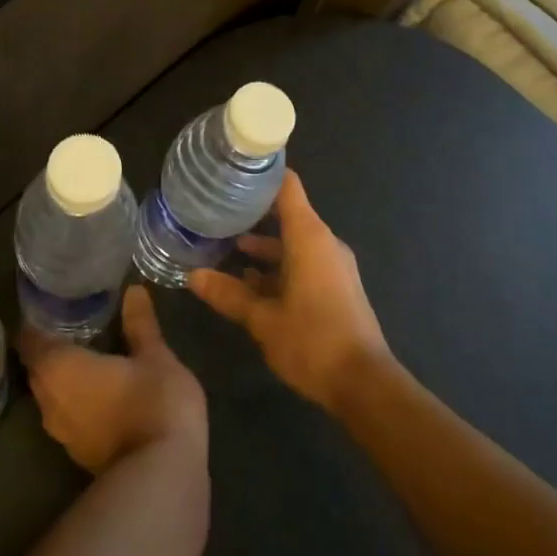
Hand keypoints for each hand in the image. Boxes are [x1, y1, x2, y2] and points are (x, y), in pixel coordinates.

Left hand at [17, 285, 206, 474]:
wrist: (163, 479)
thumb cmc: (154, 404)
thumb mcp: (155, 356)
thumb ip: (140, 324)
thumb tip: (133, 290)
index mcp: (59, 369)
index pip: (29, 340)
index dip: (36, 322)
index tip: (52, 306)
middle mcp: (49, 401)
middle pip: (38, 368)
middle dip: (51, 348)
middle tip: (74, 324)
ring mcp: (62, 434)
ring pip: (52, 395)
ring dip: (64, 377)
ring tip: (88, 352)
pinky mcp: (79, 455)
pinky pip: (68, 415)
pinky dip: (78, 399)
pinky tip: (100, 388)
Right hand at [189, 171, 390, 410]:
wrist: (364, 385)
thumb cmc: (312, 340)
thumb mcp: (262, 318)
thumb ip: (228, 294)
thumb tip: (192, 275)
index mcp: (309, 236)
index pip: (287, 187)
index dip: (261, 175)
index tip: (232, 171)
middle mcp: (324, 243)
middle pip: (287, 214)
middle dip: (253, 215)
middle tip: (216, 212)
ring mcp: (333, 266)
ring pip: (293, 244)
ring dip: (263, 248)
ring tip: (226, 249)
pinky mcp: (336, 288)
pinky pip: (303, 264)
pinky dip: (278, 268)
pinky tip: (249, 284)